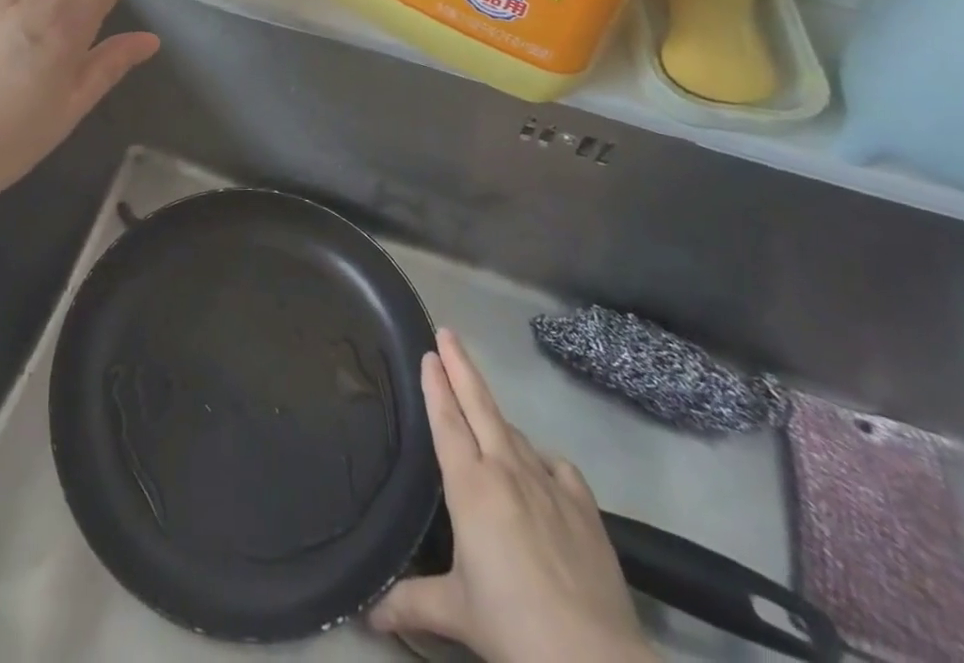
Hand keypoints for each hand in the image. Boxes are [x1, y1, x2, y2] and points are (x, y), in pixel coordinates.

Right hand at [371, 331, 655, 662]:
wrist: (595, 661)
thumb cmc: (513, 627)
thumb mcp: (455, 614)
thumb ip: (411, 603)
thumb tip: (367, 614)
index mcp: (471, 485)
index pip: (447, 420)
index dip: (436, 384)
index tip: (429, 353)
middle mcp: (507, 470)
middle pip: (479, 405)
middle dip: (461, 366)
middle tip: (448, 333)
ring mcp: (549, 485)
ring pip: (515, 433)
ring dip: (495, 414)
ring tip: (483, 408)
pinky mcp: (585, 508)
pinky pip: (557, 466)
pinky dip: (542, 458)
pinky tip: (540, 466)